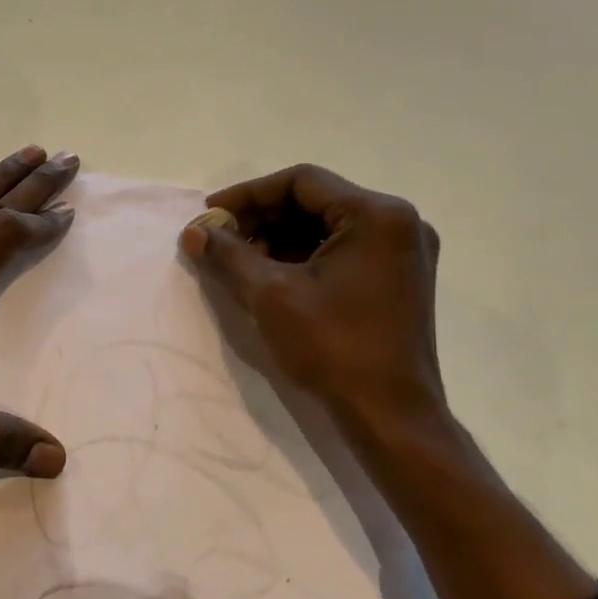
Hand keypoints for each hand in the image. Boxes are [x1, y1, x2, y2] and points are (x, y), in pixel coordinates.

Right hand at [178, 164, 445, 430]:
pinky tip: (272, 276)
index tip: (211, 215)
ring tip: (240, 261)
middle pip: (316, 201)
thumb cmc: (334, 348)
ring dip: (280, 238)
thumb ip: (228, 255)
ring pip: (327, 226)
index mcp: (377, 215)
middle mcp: (399, 222)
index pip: (301, 182)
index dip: (248, 195)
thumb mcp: (271, 296)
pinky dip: (304, 256)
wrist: (391, 416)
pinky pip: (343, 249)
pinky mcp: (399, 278)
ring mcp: (404, 251)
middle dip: (262, 219)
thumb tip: (193, 233)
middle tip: (222, 240)